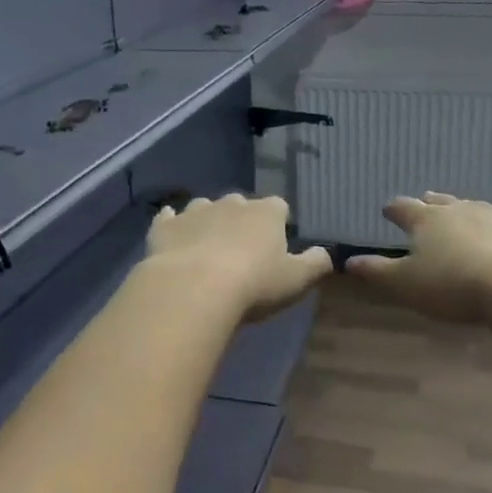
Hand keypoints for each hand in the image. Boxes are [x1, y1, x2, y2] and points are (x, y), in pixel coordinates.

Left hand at [145, 194, 333, 323]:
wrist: (193, 289)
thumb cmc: (253, 285)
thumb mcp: (297, 280)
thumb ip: (316, 264)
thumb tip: (326, 254)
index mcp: (266, 213)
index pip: (279, 208)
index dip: (279, 224)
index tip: (277, 244)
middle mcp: (231, 203)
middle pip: (241, 204)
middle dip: (242, 221)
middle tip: (242, 251)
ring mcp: (195, 211)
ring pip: (205, 208)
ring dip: (208, 221)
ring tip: (207, 247)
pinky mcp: (165, 226)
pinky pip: (169, 217)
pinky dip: (172, 223)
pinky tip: (171, 232)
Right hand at [346, 192, 491, 322]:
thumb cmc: (452, 285)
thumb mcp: (404, 284)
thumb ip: (377, 272)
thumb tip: (348, 261)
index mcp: (426, 220)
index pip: (403, 208)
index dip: (393, 210)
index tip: (387, 210)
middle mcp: (458, 210)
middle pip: (439, 202)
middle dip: (428, 203)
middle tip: (424, 202)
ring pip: (473, 207)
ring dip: (463, 210)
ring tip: (460, 213)